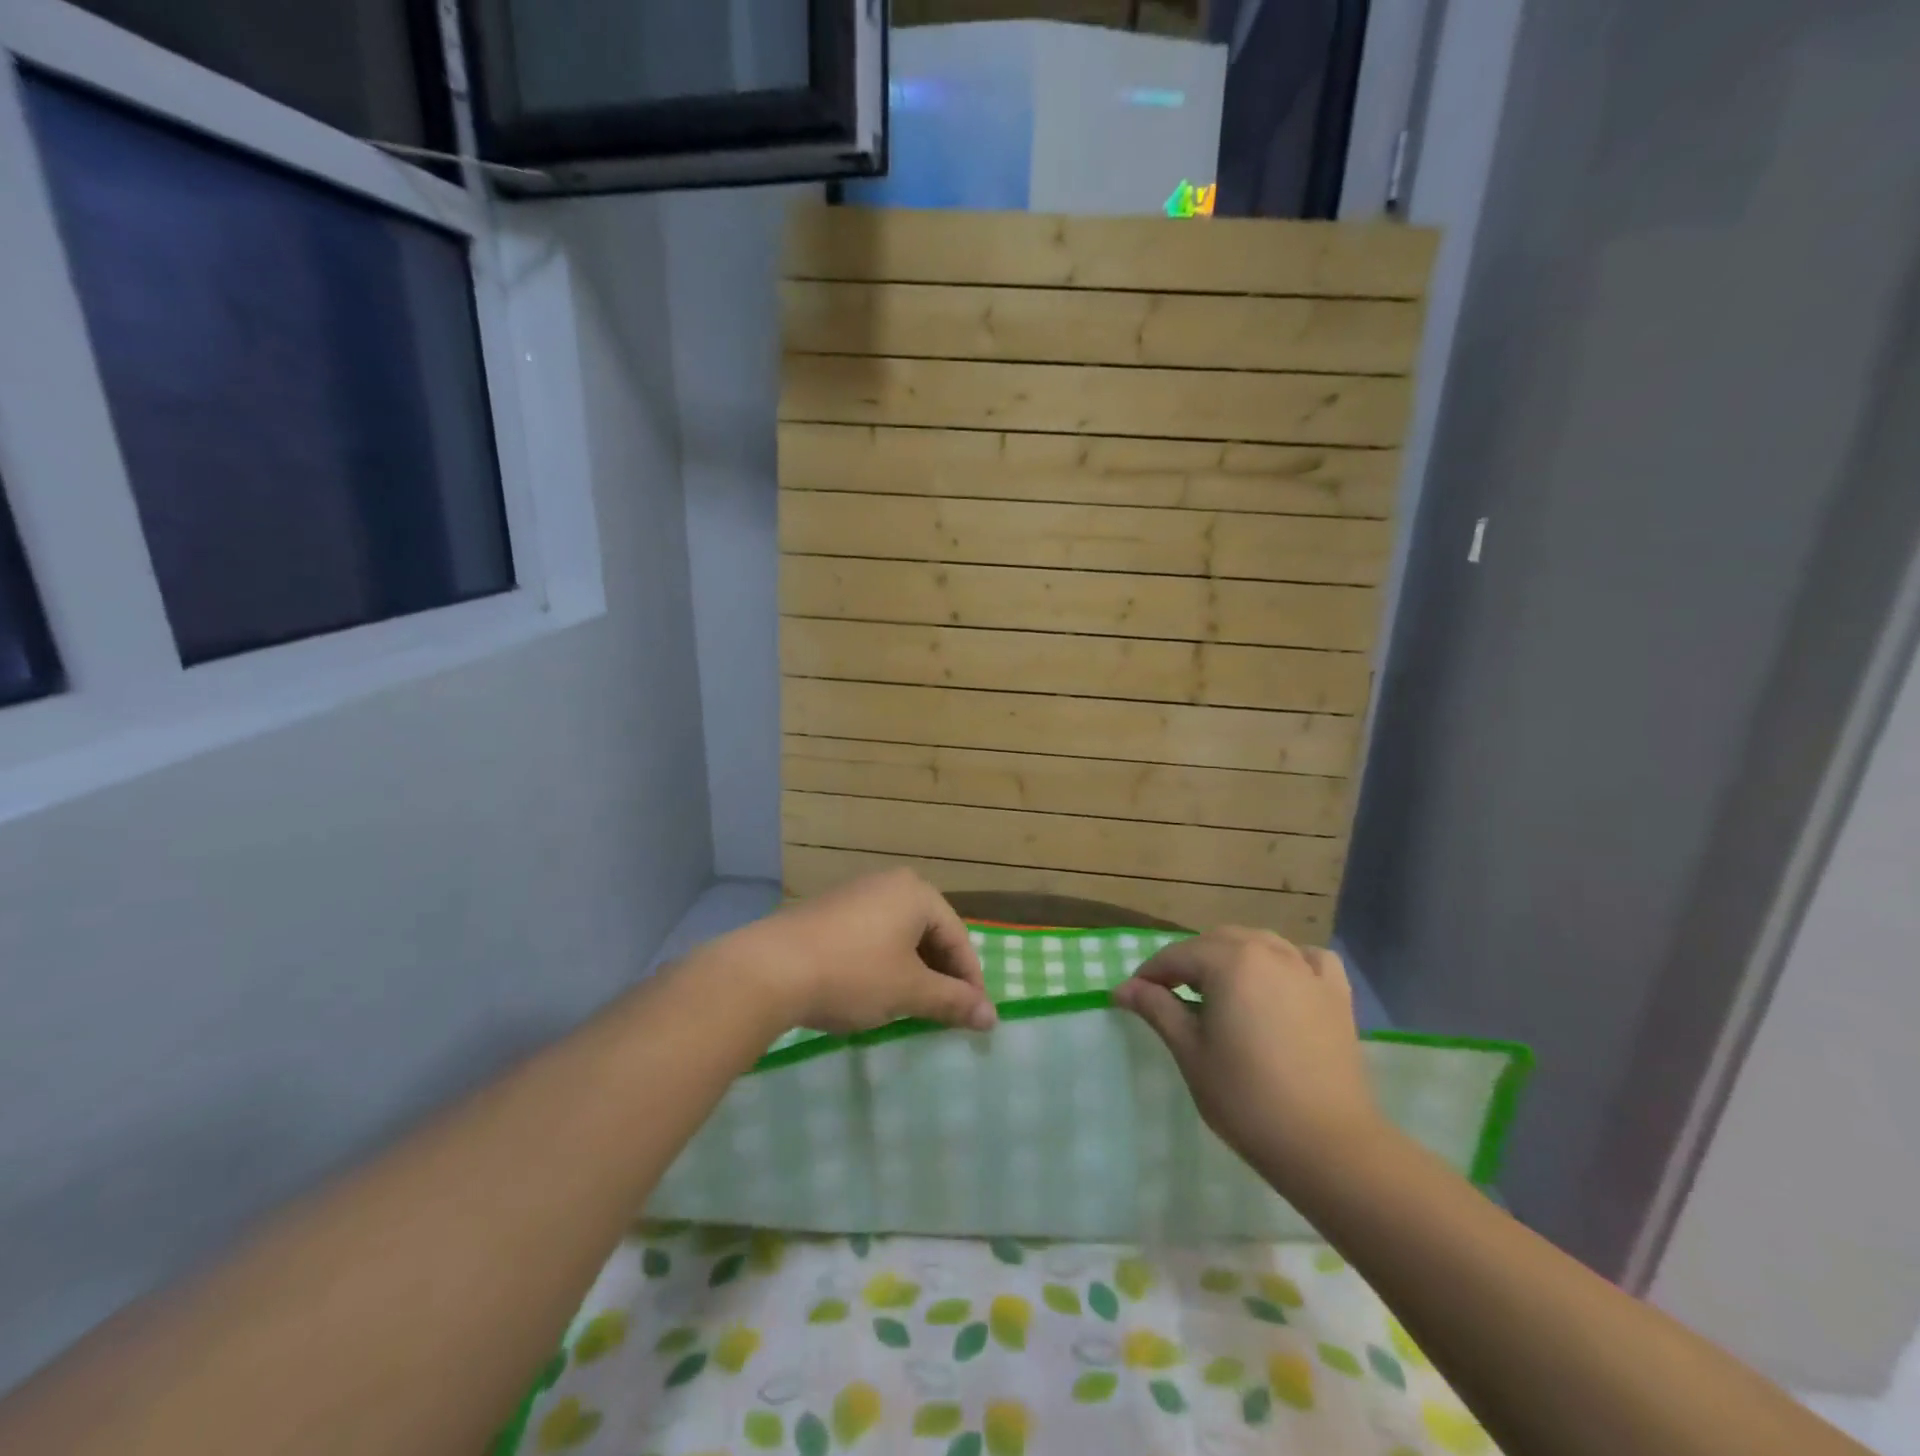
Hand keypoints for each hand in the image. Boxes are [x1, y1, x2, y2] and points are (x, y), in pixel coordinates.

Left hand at [713, 870, 997, 1036]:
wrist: (770, 969)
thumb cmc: (853, 974)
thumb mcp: (909, 991)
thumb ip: (953, 1001)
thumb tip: (991, 1017)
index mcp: (916, 893)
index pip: (958, 938)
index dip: (970, 981)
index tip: (977, 1018)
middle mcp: (889, 883)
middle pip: (930, 933)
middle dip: (941, 976)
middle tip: (947, 1014)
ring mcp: (856, 894)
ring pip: (900, 937)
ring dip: (913, 972)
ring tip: (914, 1008)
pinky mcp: (829, 911)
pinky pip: (872, 937)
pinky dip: (884, 964)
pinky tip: (875, 992)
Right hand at [1111, 928, 1382, 1190]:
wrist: (1327, 1144)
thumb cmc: (1246, 1098)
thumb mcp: (1190, 1052)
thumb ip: (1157, 1009)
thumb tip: (1123, 988)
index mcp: (1230, 961)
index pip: (1177, 956)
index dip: (1150, 974)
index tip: (1131, 995)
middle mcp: (1268, 952)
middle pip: (1216, 942)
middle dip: (1188, 962)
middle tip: (1168, 995)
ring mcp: (1306, 970)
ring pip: (1259, 943)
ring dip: (1231, 956)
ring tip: (1217, 989)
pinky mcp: (1335, 994)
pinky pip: (1307, 958)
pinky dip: (1287, 960)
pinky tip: (1279, 980)